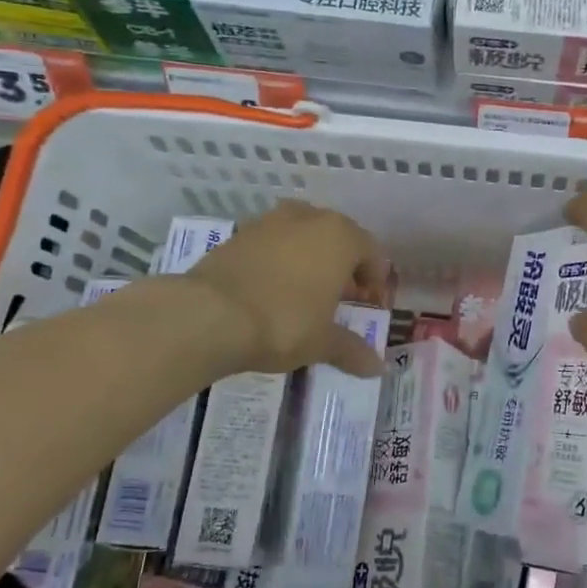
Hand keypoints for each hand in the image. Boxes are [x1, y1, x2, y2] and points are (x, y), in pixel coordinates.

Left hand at [180, 201, 390, 377]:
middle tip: (342, 300)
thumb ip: (352, 350)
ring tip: (306, 293)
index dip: (376, 282)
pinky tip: (272, 290)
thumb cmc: (283, 322)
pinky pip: (272, 244)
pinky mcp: (238, 234)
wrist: (208, 315)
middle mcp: (309, 219)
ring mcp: (270, 222)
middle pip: (338, 239)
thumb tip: (377, 368)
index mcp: (340, 237)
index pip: (372, 253)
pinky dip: (280, 261)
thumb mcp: (322, 342)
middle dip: (344, 267)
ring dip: (311, 259)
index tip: (371, 308)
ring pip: (303, 236)